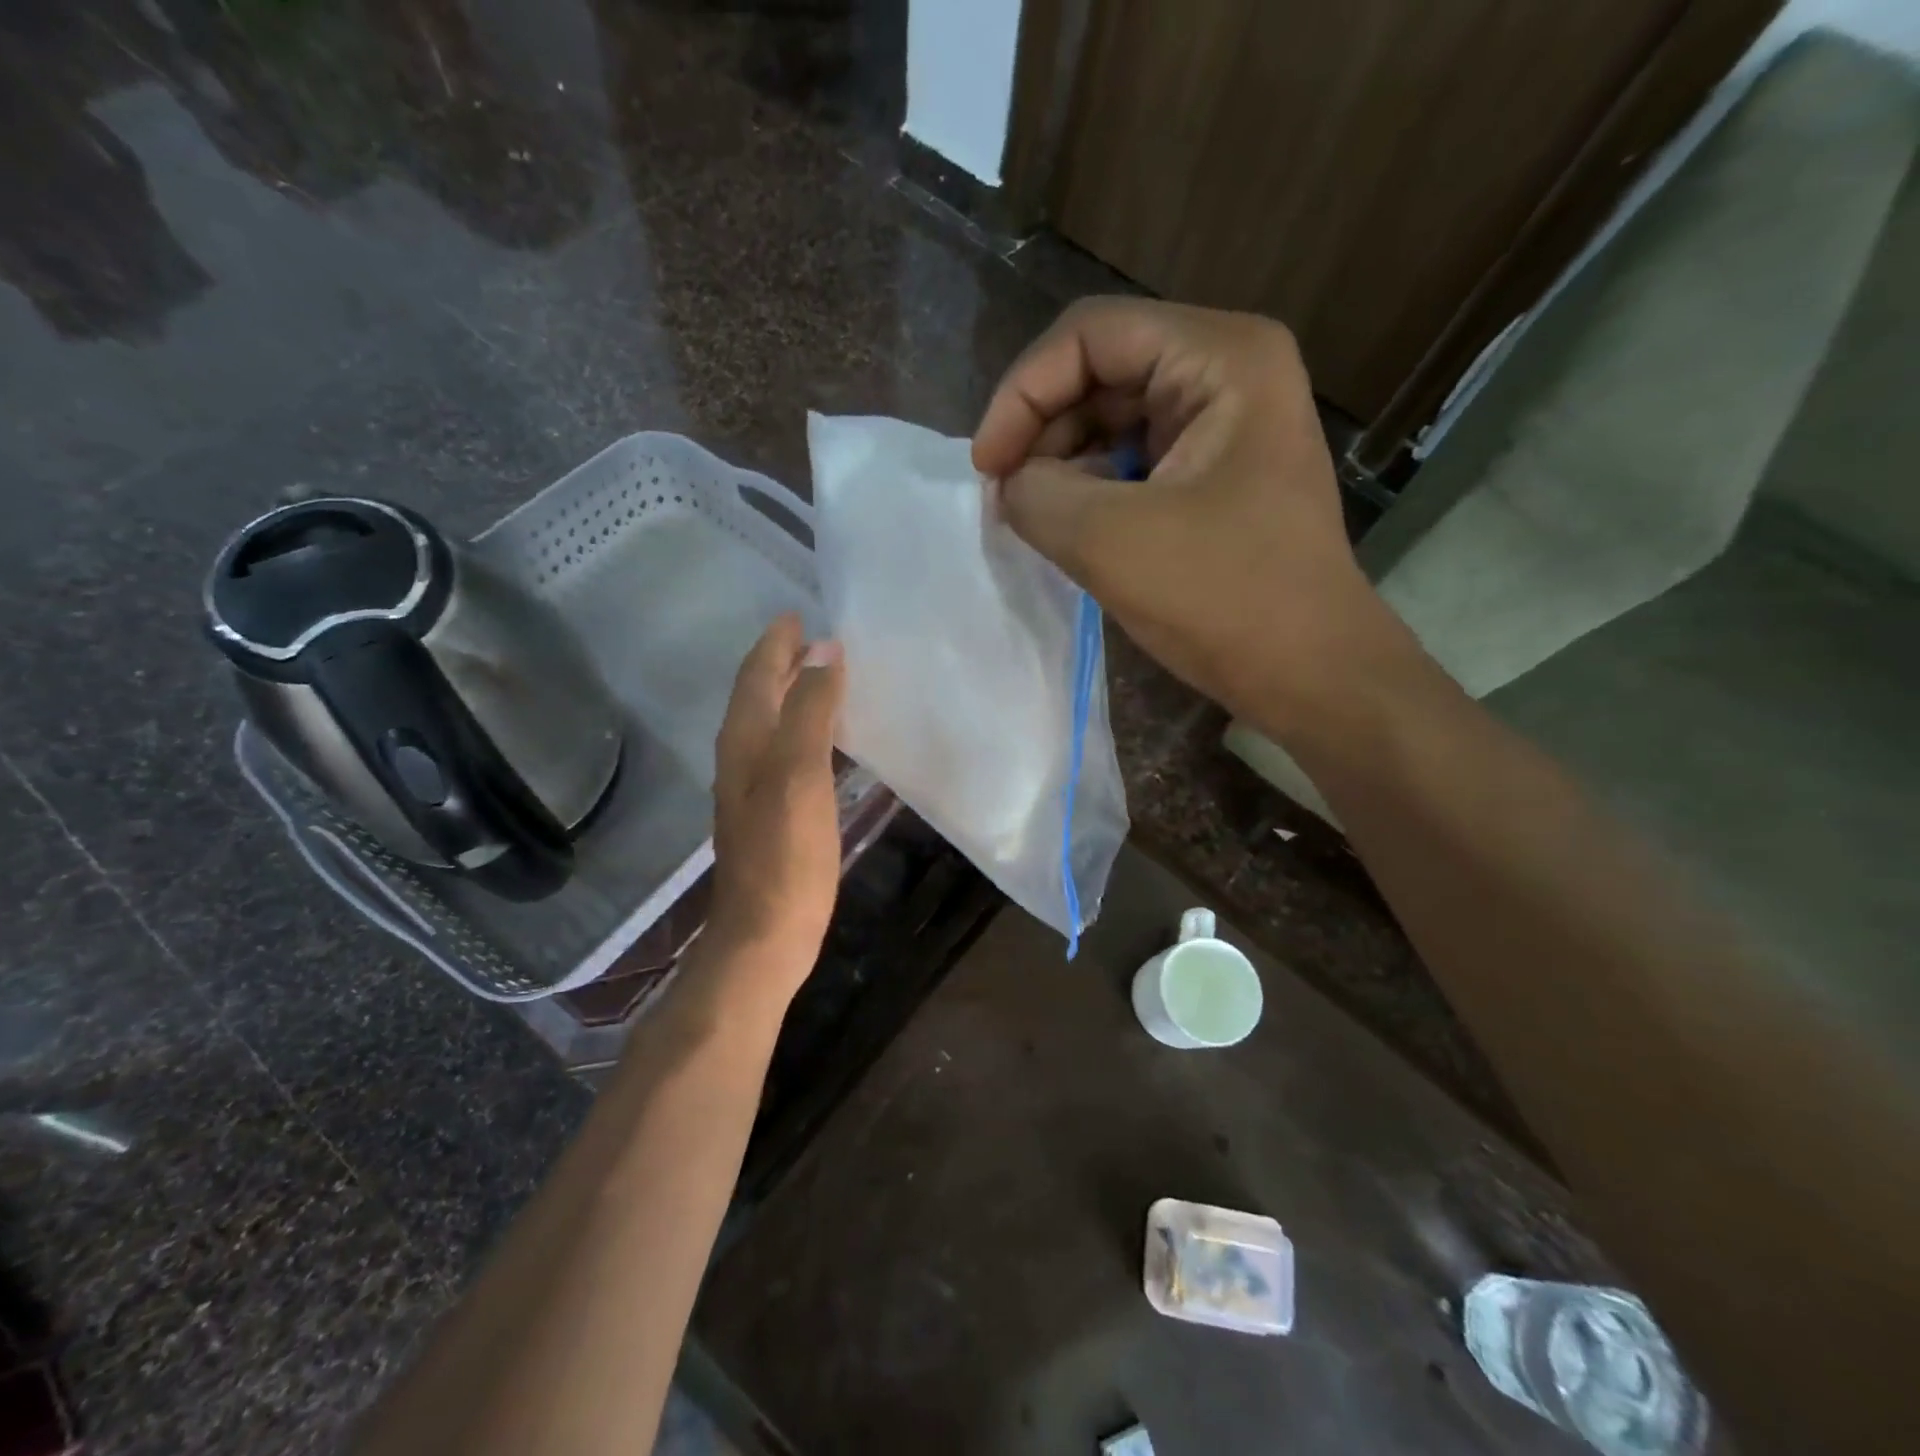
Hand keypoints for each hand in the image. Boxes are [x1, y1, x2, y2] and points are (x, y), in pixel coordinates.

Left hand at [707, 614, 846, 1004]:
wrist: (766, 935)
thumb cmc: (786, 854)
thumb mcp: (800, 773)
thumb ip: (809, 710)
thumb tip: (824, 651)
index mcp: (745, 741)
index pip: (757, 675)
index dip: (776, 643)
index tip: (800, 613)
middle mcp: (743, 757)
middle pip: (760, 695)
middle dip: (783, 662)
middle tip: (818, 637)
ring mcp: (755, 787)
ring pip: (772, 722)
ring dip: (794, 693)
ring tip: (826, 674)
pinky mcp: (774, 812)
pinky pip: (788, 750)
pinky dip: (805, 728)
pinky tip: (828, 737)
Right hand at [972, 297, 1398, 729]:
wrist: (1311, 673)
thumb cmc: (1224, 599)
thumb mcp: (1109, 541)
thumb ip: (1035, 495)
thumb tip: (1009, 484)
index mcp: (1221, 358)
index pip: (1090, 335)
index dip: (1022, 393)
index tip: (986, 467)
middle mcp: (1229, 371)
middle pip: (1101, 369)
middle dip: (1042, 428)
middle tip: (1004, 494)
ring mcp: (1226, 422)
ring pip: (1114, 416)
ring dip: (1062, 460)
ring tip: (1033, 515)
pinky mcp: (1217, 471)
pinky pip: (1135, 457)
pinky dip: (1092, 485)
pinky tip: (1070, 526)